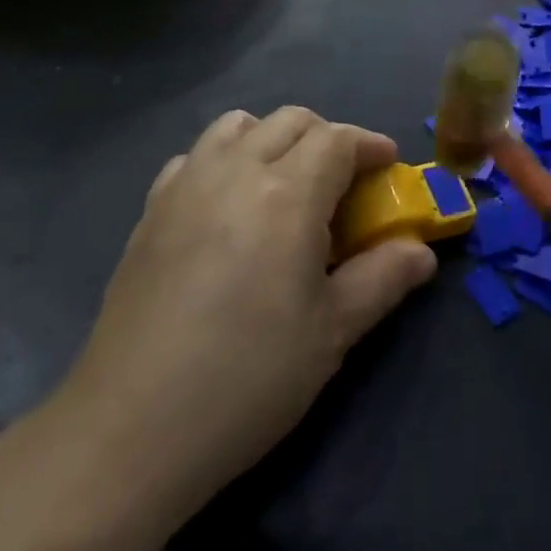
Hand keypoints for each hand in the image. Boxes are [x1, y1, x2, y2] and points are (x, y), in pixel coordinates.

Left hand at [54, 108, 436, 529]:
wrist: (130, 429)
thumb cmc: (248, 378)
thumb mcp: (333, 332)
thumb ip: (384, 278)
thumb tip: (421, 251)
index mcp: (286, 193)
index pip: (337, 138)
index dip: (370, 146)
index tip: (388, 169)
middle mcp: (234, 170)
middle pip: (291, 120)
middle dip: (328, 138)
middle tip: (344, 184)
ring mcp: (185, 186)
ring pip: (238, 126)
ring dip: (273, 139)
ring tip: (285, 186)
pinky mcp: (150, 211)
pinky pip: (195, 157)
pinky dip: (224, 160)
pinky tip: (227, 208)